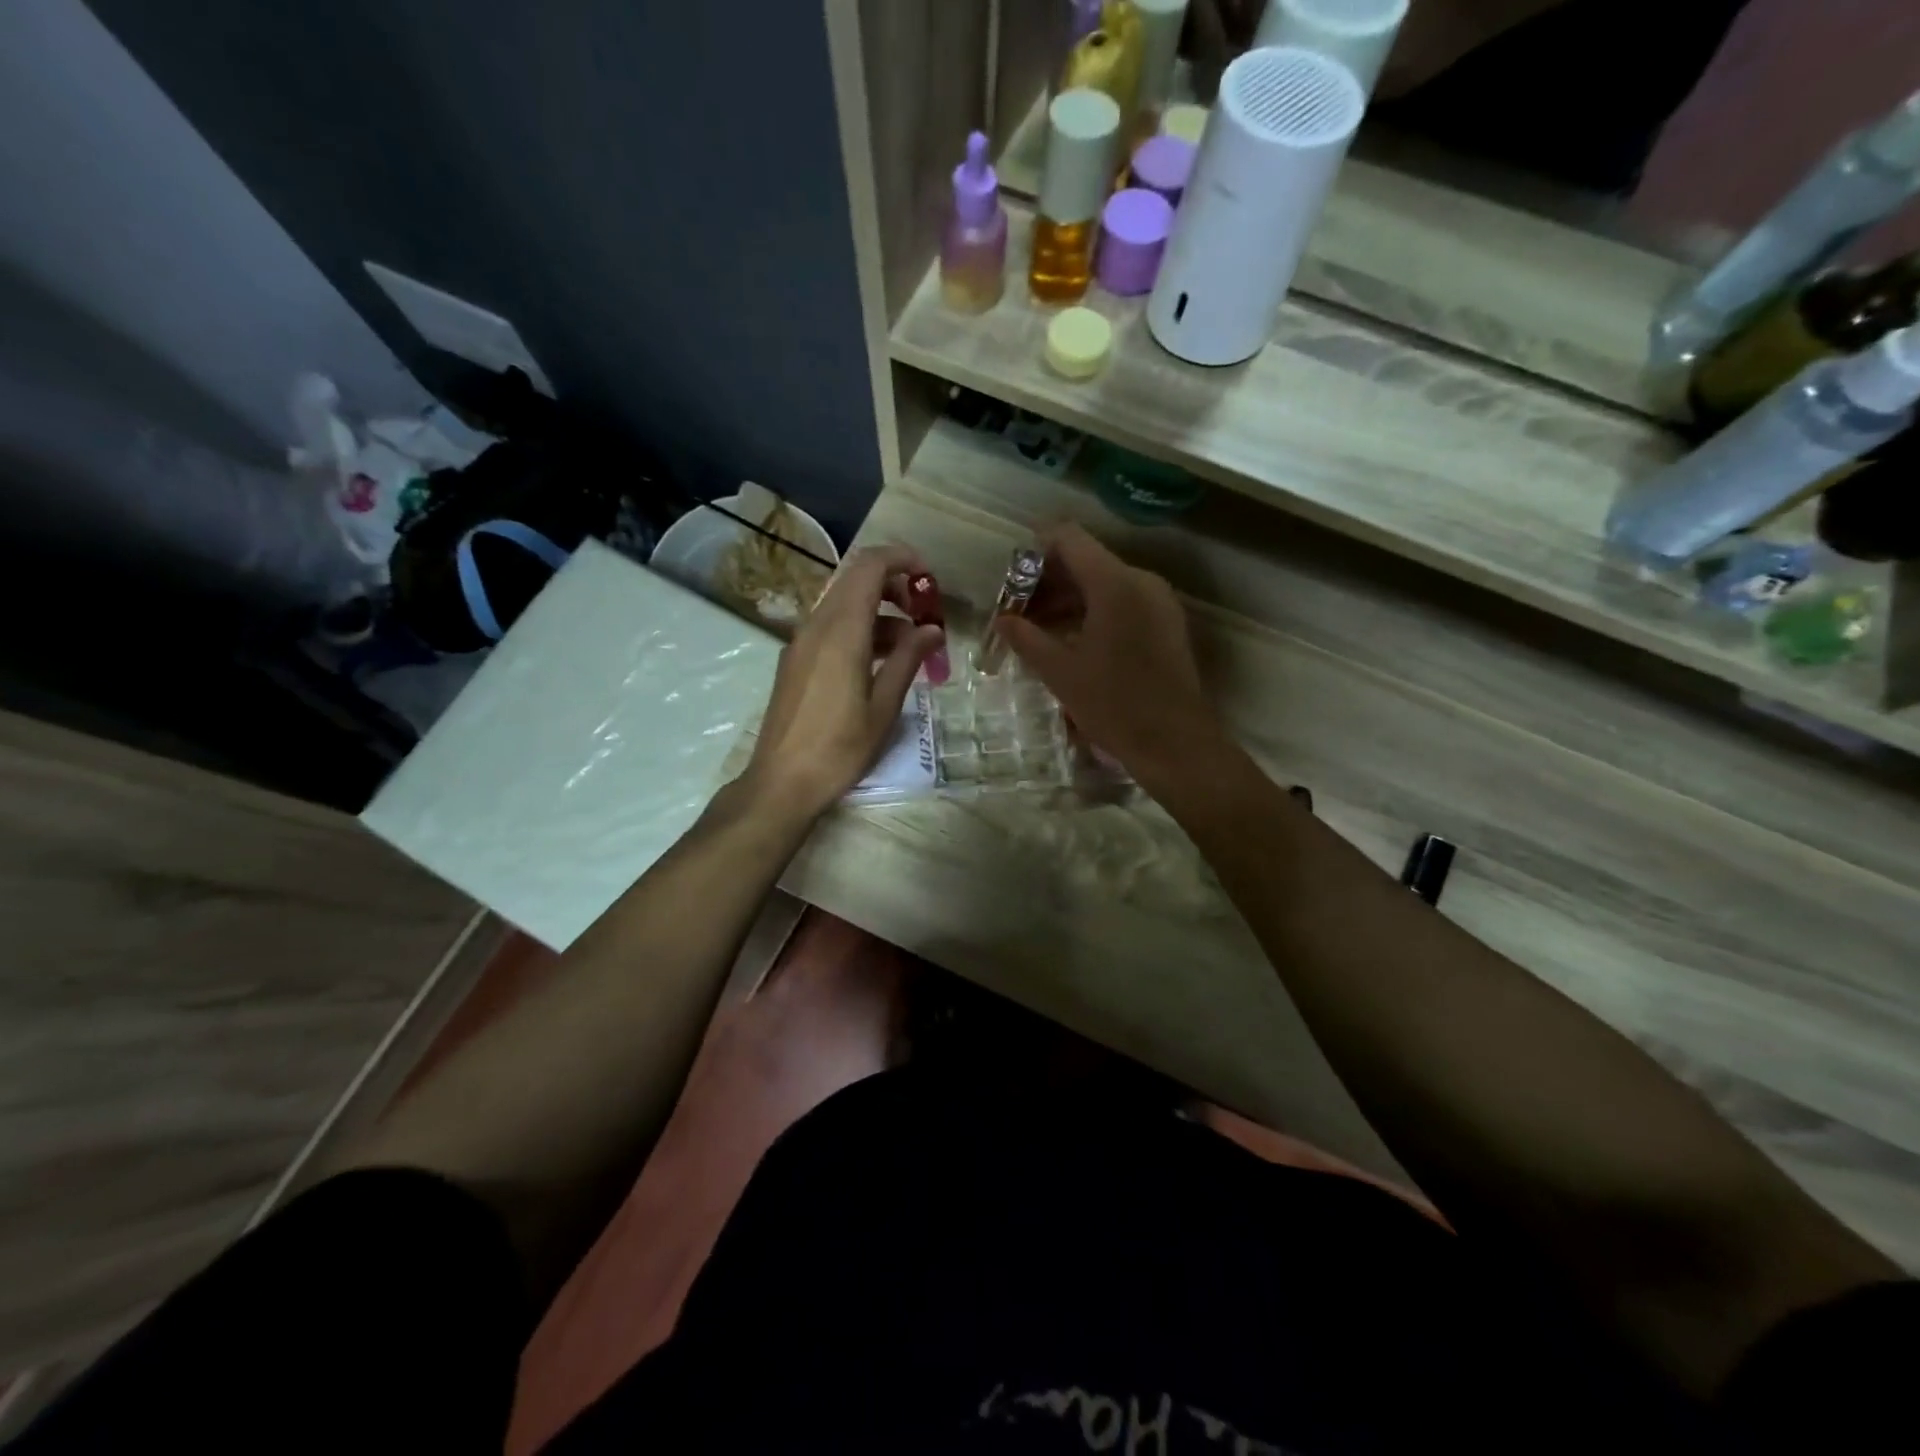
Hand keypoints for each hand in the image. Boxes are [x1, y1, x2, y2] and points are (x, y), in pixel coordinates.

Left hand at [743, 543, 943, 820]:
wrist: (781, 783)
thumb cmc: (839, 749)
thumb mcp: (884, 707)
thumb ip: (909, 660)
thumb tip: (932, 630)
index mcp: (842, 632)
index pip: (870, 567)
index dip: (903, 560)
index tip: (930, 578)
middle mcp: (817, 626)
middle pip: (856, 580)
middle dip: (895, 586)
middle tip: (925, 614)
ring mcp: (801, 642)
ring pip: (844, 605)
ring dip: (880, 612)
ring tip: (912, 646)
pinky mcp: (795, 660)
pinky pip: (831, 627)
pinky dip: (861, 630)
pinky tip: (881, 663)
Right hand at [995, 523, 1227, 788]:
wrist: (1174, 743)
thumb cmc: (1113, 705)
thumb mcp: (1060, 672)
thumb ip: (1026, 638)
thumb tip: (1002, 620)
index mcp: (1114, 583)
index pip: (1068, 539)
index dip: (1035, 551)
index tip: (1012, 580)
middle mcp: (1141, 580)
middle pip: (1087, 561)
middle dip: (1048, 581)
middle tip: (1018, 612)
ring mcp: (1159, 602)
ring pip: (1105, 584)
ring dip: (1070, 600)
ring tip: (1039, 631)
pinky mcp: (1167, 623)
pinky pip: (1124, 602)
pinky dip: (1094, 612)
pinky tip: (1072, 642)